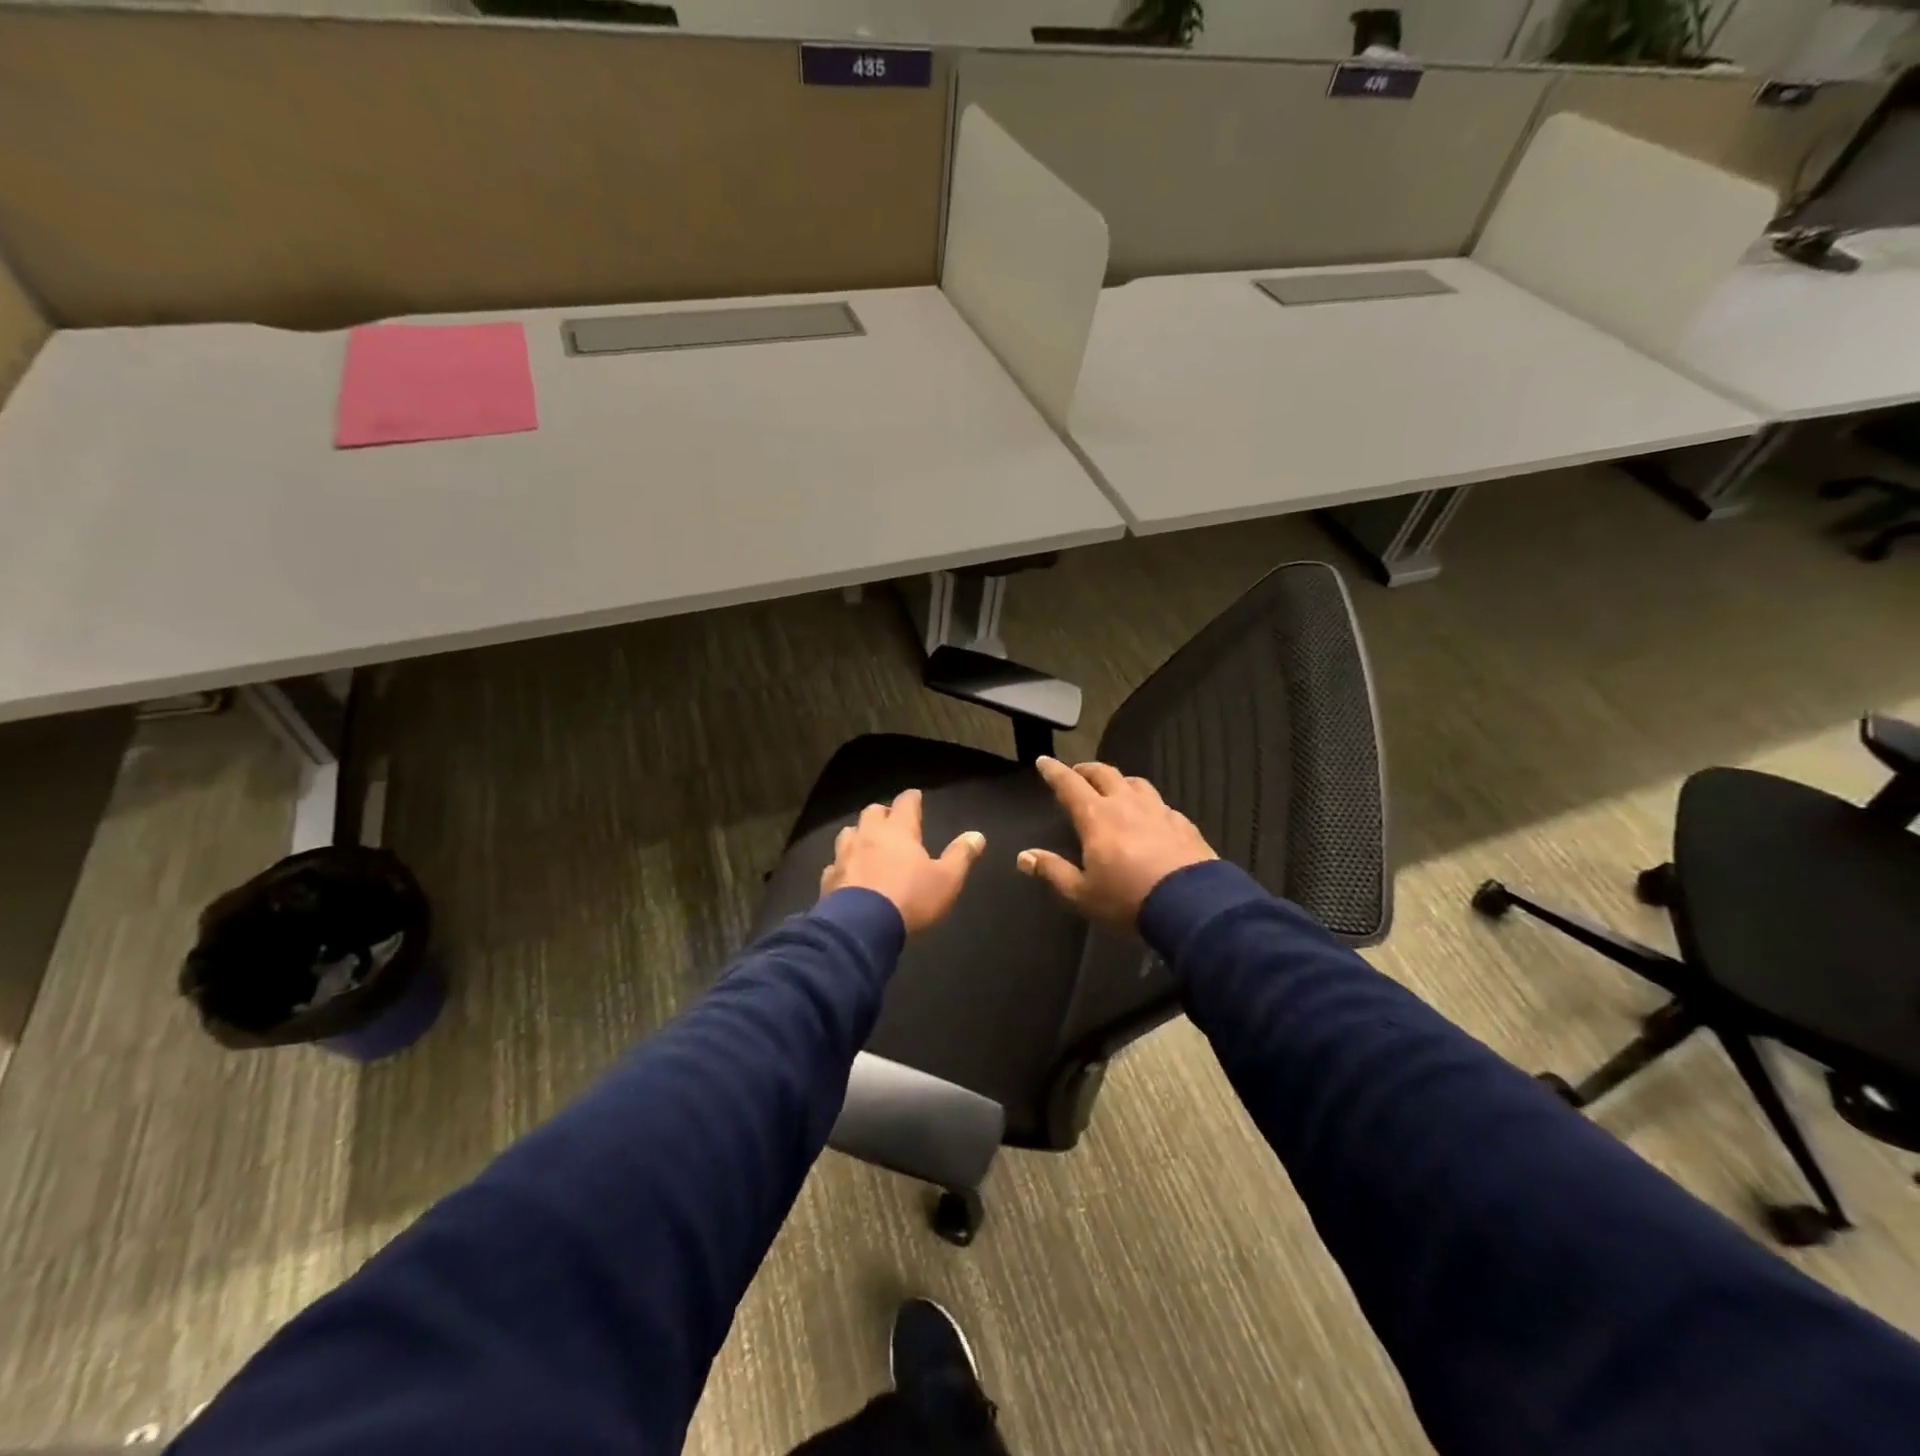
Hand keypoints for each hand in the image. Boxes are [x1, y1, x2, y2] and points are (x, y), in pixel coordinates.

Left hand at [820, 788, 985, 934]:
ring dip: (859, 835)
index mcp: (898, 831)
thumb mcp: (946, 880)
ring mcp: (844, 856)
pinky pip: (835, 864)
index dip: (912, 799)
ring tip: (867, 843)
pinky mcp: (829, 879)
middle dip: (882, 814)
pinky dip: (842, 864)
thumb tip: (977, 835)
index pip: (905, 803)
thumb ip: (961, 856)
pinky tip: (847, 873)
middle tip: (891, 822)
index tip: (915, 797)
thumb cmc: (910, 898)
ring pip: (848, 833)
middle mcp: (868, 835)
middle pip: (872, 813)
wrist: (861, 928)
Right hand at [1018, 757, 1216, 928]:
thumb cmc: (1128, 899)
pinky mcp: (1183, 823)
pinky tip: (1150, 816)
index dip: (1054, 772)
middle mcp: (1126, 804)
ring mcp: (1159, 811)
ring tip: (1114, 788)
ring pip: (1136, 783)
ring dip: (1120, 781)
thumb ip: (1052, 871)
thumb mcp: (1082, 893)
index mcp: (1097, 817)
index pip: (1069, 785)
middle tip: (1077, 773)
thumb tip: (1024, 857)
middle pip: (1104, 774)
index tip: (1044, 761)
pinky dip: (1147, 804)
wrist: (1192, 906)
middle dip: (1086, 770)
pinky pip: (1161, 804)